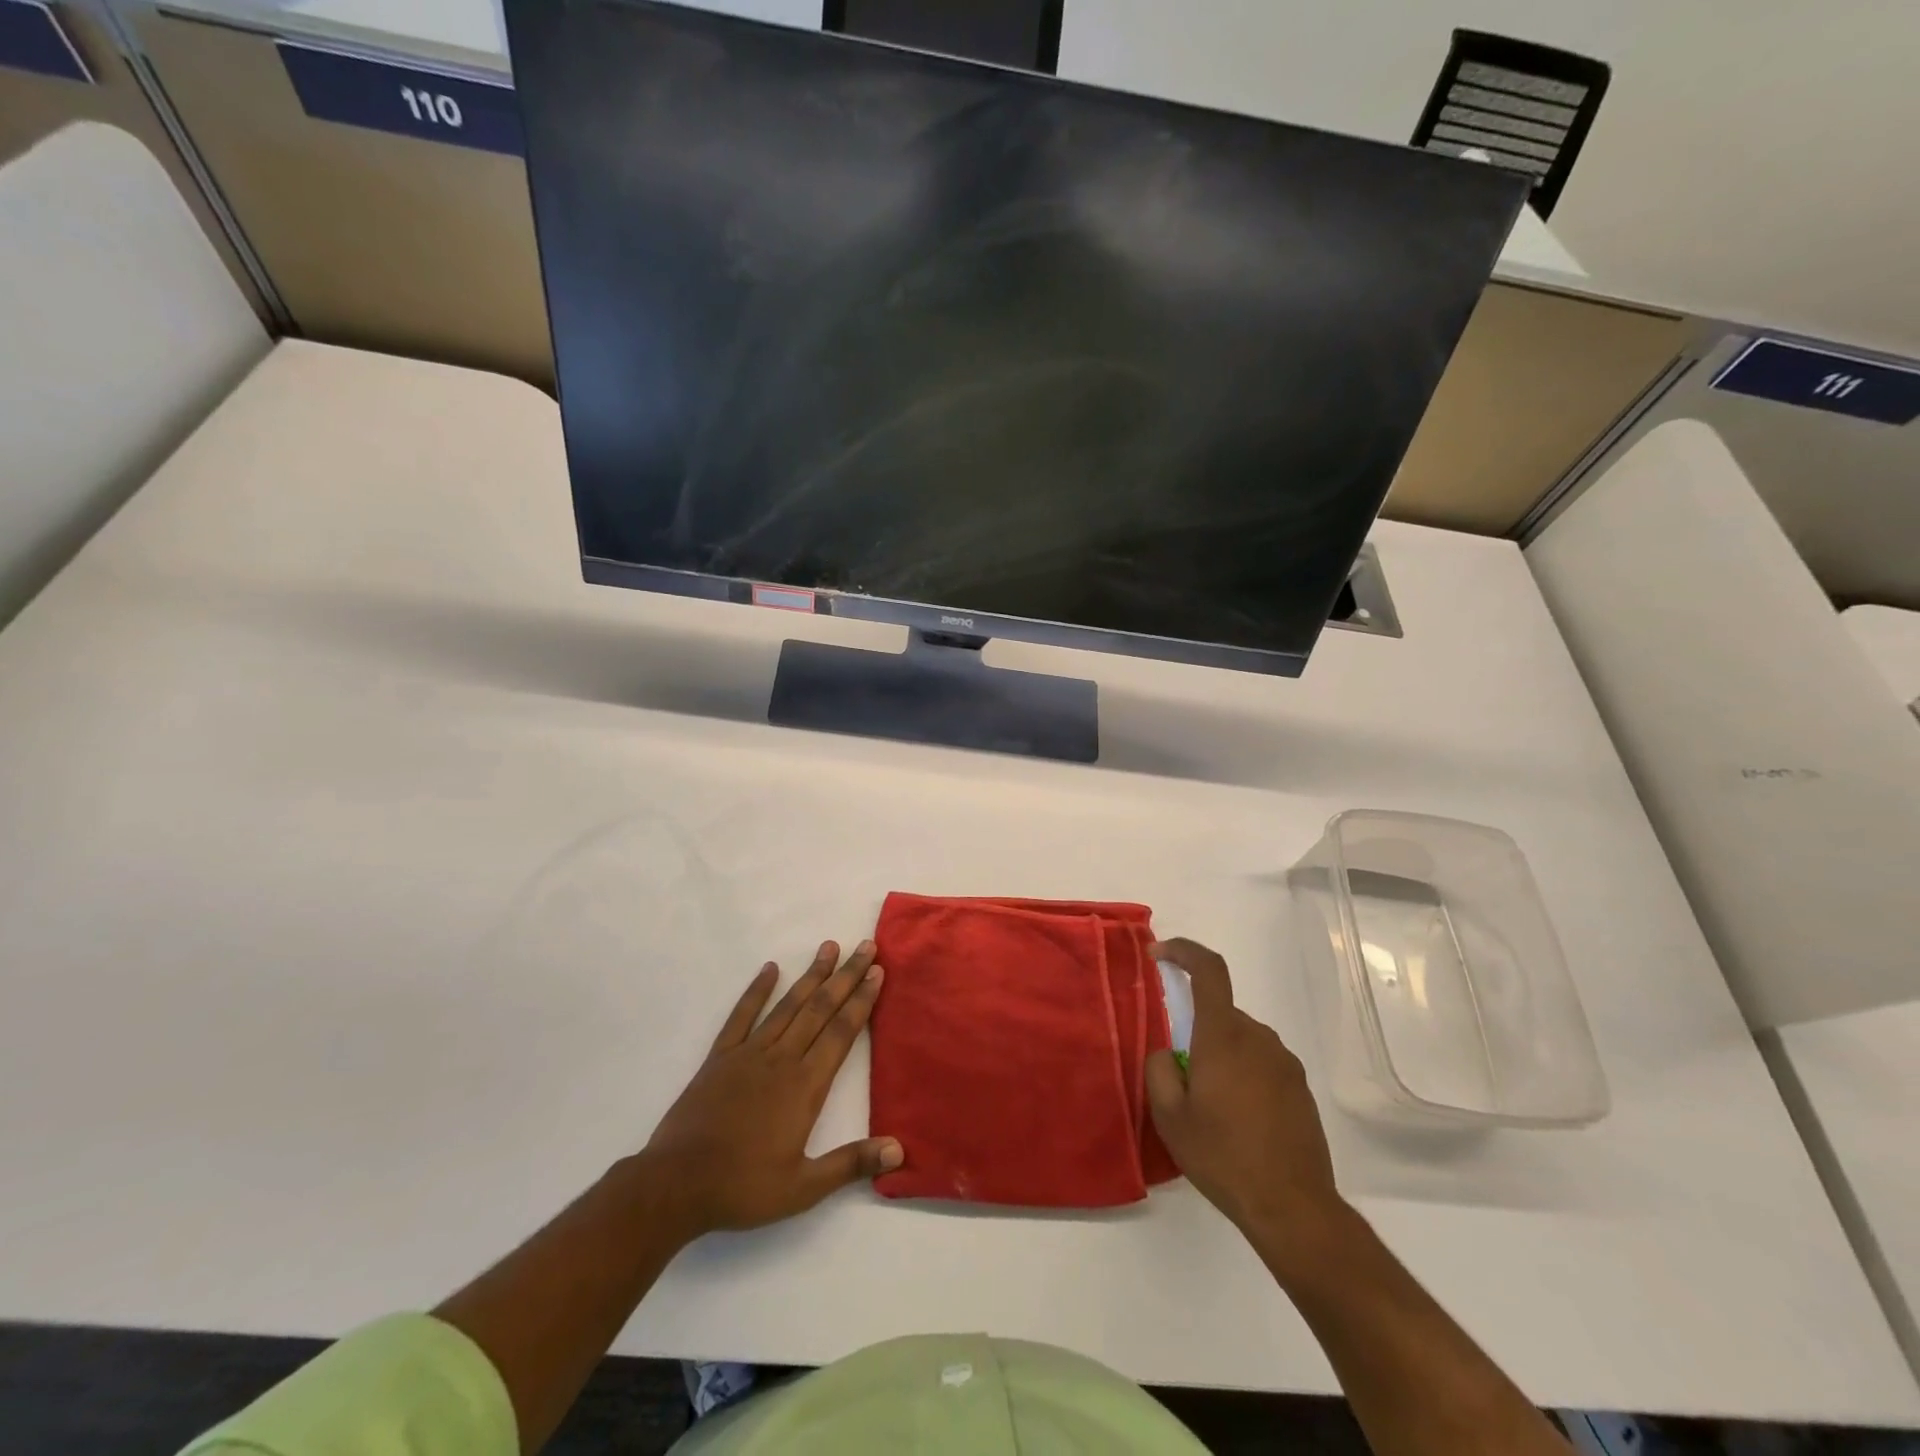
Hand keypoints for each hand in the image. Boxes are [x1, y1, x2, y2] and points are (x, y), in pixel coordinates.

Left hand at [642, 940, 901, 1238]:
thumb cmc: (743, 1187)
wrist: (675, 1185)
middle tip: (865, 946)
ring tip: (829, 947)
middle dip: (846, 976)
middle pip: (820, 1008)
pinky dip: (756, 990)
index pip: (842, 1032)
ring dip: (811, 975)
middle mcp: (782, 1059)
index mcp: (805, 1086)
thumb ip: (851, 1163)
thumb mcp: (803, 1187)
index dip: (861, 1000)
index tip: (877, 971)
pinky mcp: (720, 1057)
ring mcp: (749, 1053)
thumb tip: (899, 1150)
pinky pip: (742, 1016)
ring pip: (788, 1005)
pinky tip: (769, 968)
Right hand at [1145, 938, 1345, 1255]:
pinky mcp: (1299, 1087)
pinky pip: (1261, 1062)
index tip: (1158, 954)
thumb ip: (1160, 1069)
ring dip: (1220, 1055)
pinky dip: (1243, 1075)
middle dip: (1196, 1030)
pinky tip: (1238, 1120)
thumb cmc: (1224, 1157)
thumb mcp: (1170, 1117)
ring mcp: (1284, 1062)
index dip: (1183, 951)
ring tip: (1210, 1106)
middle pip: (1220, 1012)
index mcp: (1223, 1037)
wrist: (1293, 1207)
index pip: (1209, 970)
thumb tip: (1169, 1052)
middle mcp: (1257, 1038)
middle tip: (1182, 1078)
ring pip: (1240, 1039)